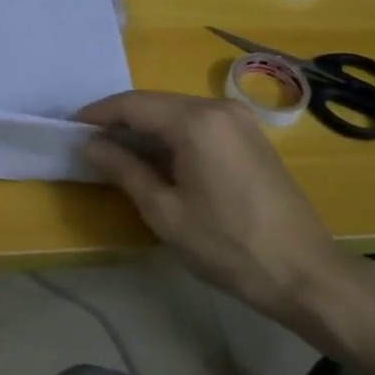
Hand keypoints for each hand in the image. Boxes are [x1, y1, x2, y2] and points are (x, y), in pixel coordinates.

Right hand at [77, 91, 369, 332]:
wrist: (304, 271)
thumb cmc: (227, 245)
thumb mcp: (165, 212)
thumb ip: (124, 169)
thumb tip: (91, 145)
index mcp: (195, 121)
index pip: (133, 104)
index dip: (98, 114)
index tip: (70, 127)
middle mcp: (218, 107)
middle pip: (156, 103)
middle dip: (121, 120)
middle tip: (91, 142)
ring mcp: (239, 119)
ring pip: (178, 112)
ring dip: (147, 127)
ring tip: (119, 152)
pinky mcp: (251, 136)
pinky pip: (200, 123)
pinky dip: (173, 134)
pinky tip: (160, 158)